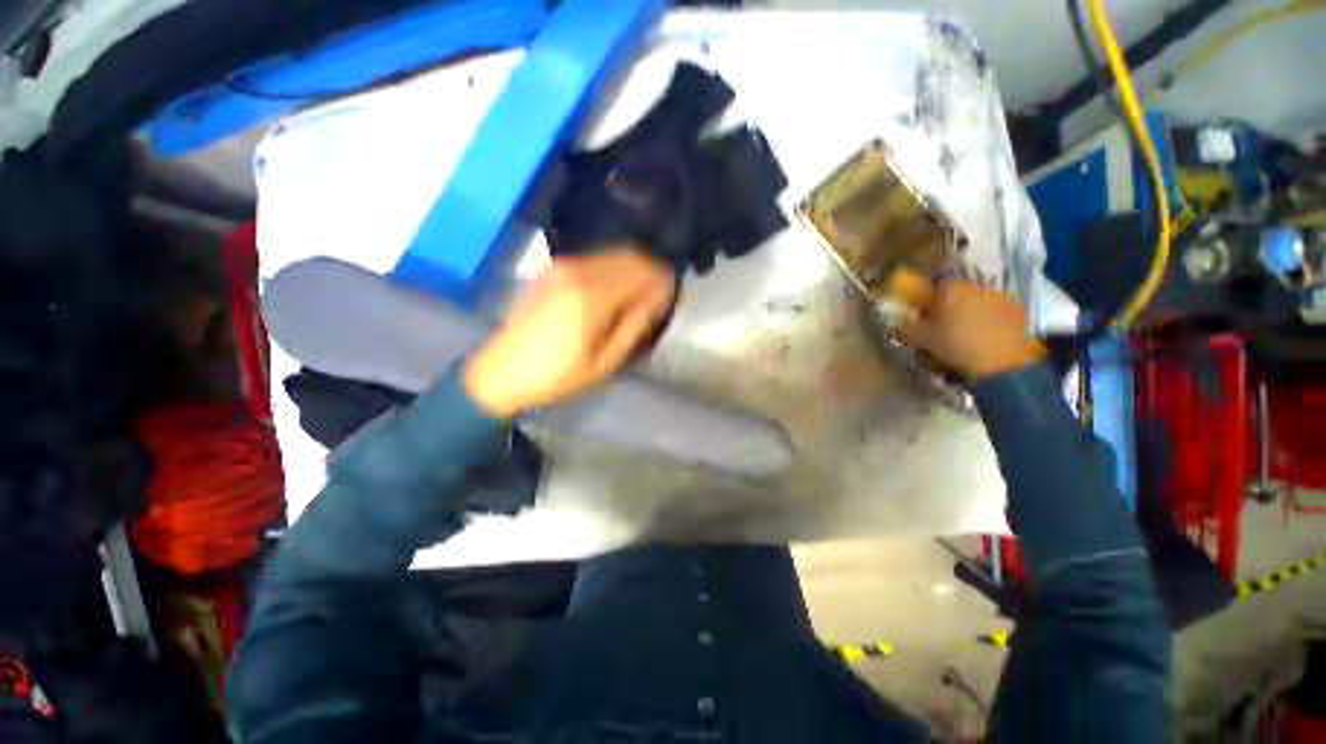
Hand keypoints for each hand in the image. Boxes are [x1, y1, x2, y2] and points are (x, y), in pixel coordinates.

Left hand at [463, 248, 676, 417]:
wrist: (501, 372)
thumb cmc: (557, 376)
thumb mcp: (604, 362)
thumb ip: (634, 325)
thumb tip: (658, 298)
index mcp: (592, 296)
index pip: (643, 271)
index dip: (664, 281)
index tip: (673, 299)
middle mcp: (578, 270)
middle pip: (630, 256)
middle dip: (652, 272)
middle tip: (660, 299)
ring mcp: (563, 266)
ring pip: (614, 255)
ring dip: (634, 270)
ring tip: (641, 298)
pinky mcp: (554, 269)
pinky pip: (596, 260)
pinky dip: (615, 270)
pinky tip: (616, 293)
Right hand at [894, 279, 1044, 381]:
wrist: (1001, 362)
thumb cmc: (955, 345)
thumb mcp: (922, 339)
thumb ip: (906, 327)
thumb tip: (893, 323)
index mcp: (951, 288)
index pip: (938, 275)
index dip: (931, 286)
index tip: (925, 299)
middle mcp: (976, 285)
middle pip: (959, 287)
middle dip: (950, 299)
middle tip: (942, 317)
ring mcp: (1000, 295)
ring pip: (978, 297)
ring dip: (970, 307)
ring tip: (965, 328)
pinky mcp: (1017, 309)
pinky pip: (996, 307)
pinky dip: (989, 316)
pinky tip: (985, 333)